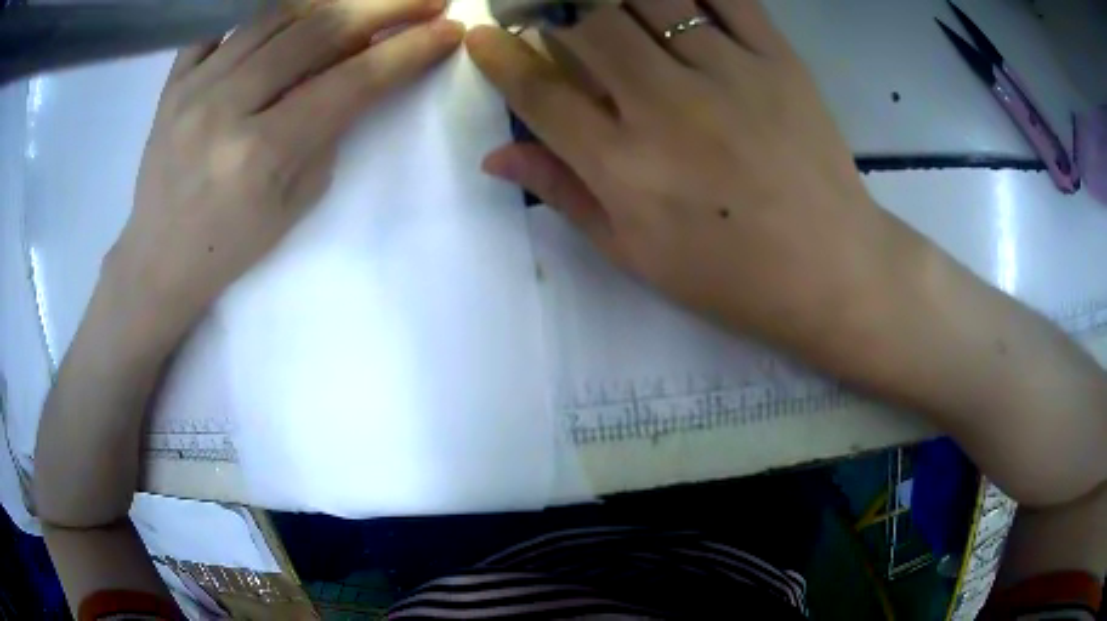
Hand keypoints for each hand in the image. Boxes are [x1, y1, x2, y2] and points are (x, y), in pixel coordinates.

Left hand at [109, 0, 463, 340]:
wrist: (159, 258)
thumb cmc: (231, 244)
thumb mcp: (296, 202)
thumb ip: (330, 129)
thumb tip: (363, 68)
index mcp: (261, 154)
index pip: (351, 81)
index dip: (407, 50)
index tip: (448, 30)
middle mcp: (225, 107)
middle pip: (318, 30)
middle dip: (385, 6)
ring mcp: (194, 87)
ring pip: (277, 13)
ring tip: (369, 1)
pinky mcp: (173, 80)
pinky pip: (224, 23)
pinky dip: (267, 8)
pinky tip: (298, 9)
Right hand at [467, 1, 919, 361]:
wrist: (830, 269)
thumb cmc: (730, 275)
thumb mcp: (635, 253)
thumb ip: (564, 194)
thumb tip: (496, 156)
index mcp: (624, 167)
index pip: (539, 92)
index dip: (499, 58)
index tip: (483, 37)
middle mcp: (667, 106)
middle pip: (588, 24)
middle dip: (550, 6)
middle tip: (544, 10)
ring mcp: (728, 74)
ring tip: (603, 4)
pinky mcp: (778, 59)